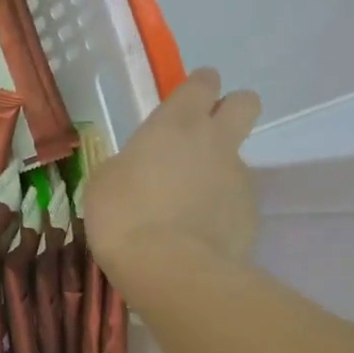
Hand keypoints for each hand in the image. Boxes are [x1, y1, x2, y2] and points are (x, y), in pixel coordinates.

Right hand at [83, 68, 260, 286]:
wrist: (170, 270)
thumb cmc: (124, 218)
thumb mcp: (103, 184)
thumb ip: (128, 164)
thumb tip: (138, 168)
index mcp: (177, 123)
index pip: (202, 82)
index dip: (196, 89)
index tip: (182, 106)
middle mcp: (216, 141)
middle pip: (245, 102)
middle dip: (230, 112)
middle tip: (203, 139)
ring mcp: (239, 178)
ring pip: (237, 160)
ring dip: (218, 174)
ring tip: (187, 209)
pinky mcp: (250, 215)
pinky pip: (236, 203)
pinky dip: (220, 213)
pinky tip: (197, 237)